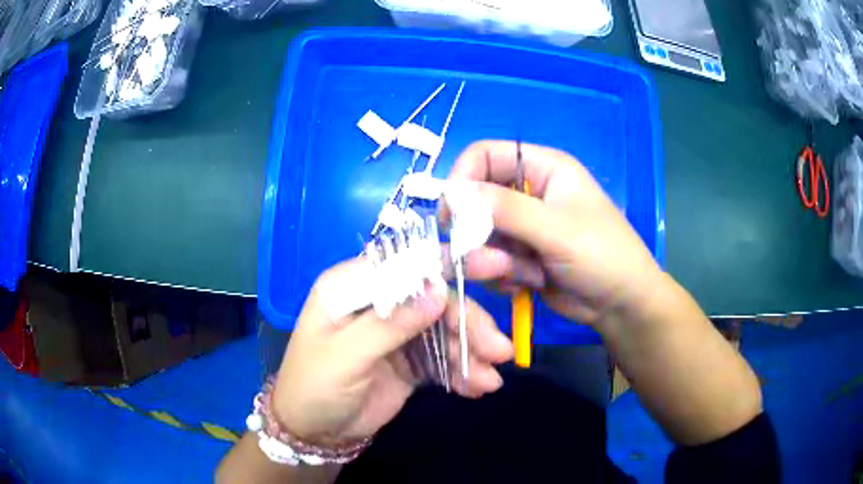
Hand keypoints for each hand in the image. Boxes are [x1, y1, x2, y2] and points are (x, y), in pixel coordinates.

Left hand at [272, 258, 513, 444]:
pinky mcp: (410, 361)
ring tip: (491, 379)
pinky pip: (444, 359)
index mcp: (354, 287)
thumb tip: (439, 290)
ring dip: (473, 352)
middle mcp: (380, 303)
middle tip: (499, 351)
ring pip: (446, 331)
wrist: (313, 432)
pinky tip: (478, 387)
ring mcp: (397, 333)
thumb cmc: (314, 386)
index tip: (495, 265)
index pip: (407, 263)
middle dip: (470, 323)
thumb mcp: (345, 356)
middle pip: (435, 299)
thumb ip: (390, 324)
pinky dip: (463, 372)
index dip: (450, 261)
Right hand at [444, 140, 664, 326]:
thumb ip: (506, 209)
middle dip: (479, 233)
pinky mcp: (519, 256)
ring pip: (478, 235)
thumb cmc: (602, 256)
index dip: (462, 180)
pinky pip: (489, 260)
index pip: (483, 155)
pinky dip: (502, 275)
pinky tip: (528, 283)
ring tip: (524, 275)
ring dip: (493, 260)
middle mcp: (528, 192)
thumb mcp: (557, 229)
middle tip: (493, 260)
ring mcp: (522, 226)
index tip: (453, 216)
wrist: (620, 305)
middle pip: (475, 200)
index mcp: (542, 167)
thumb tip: (453, 192)